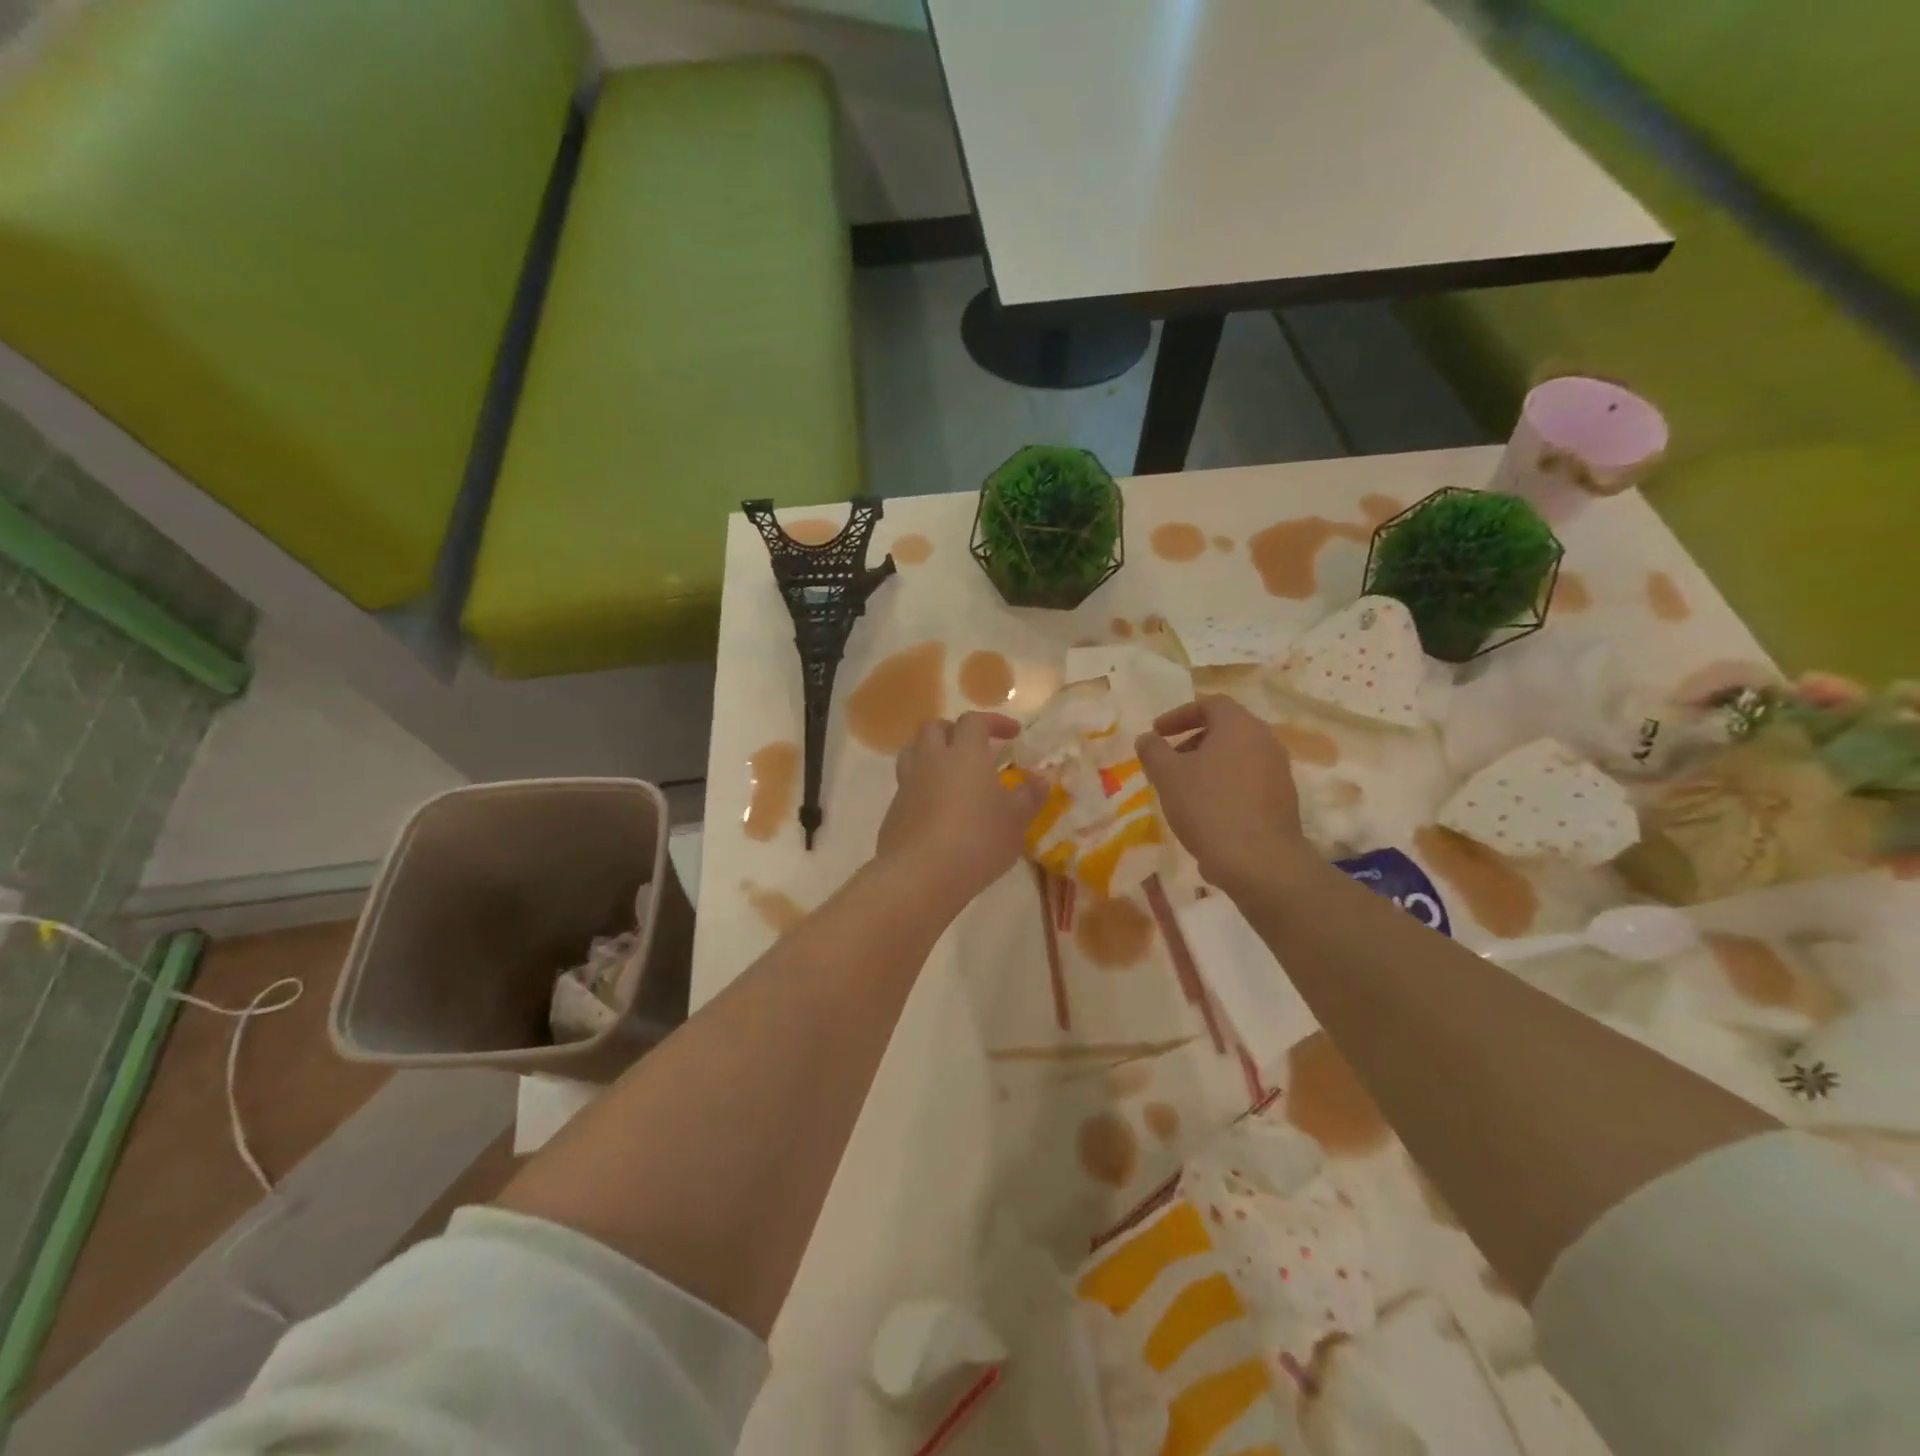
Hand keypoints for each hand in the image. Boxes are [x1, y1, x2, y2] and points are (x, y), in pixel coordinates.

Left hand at [877, 713, 1046, 908]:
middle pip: (934, 728)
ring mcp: (907, 785)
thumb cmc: (977, 840)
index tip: (1012, 734)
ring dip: (930, 754)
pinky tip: (937, 811)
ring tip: (949, 773)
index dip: (993, 722)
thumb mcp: (1015, 821)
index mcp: (964, 753)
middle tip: (973, 748)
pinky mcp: (893, 811)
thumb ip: (1028, 797)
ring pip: (912, 753)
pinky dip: (921, 788)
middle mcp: (931, 760)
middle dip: (954, 731)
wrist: (920, 875)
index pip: (974, 721)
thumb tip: (1040, 781)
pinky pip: (906, 786)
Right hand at [1135, 694, 1313, 895]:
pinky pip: (1249, 781)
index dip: (1178, 715)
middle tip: (1169, 760)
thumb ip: (1153, 750)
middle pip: (1226, 729)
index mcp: (1239, 726)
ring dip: (1209, 765)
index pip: (1209, 704)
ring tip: (1184, 788)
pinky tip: (1207, 811)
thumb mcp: (1167, 775)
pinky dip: (1225, 785)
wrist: (1258, 861)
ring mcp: (1279, 771)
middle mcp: (1265, 741)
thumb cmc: (1208, 806)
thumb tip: (1147, 738)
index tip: (1157, 733)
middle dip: (1192, 741)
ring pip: (1238, 756)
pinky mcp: (1283, 800)